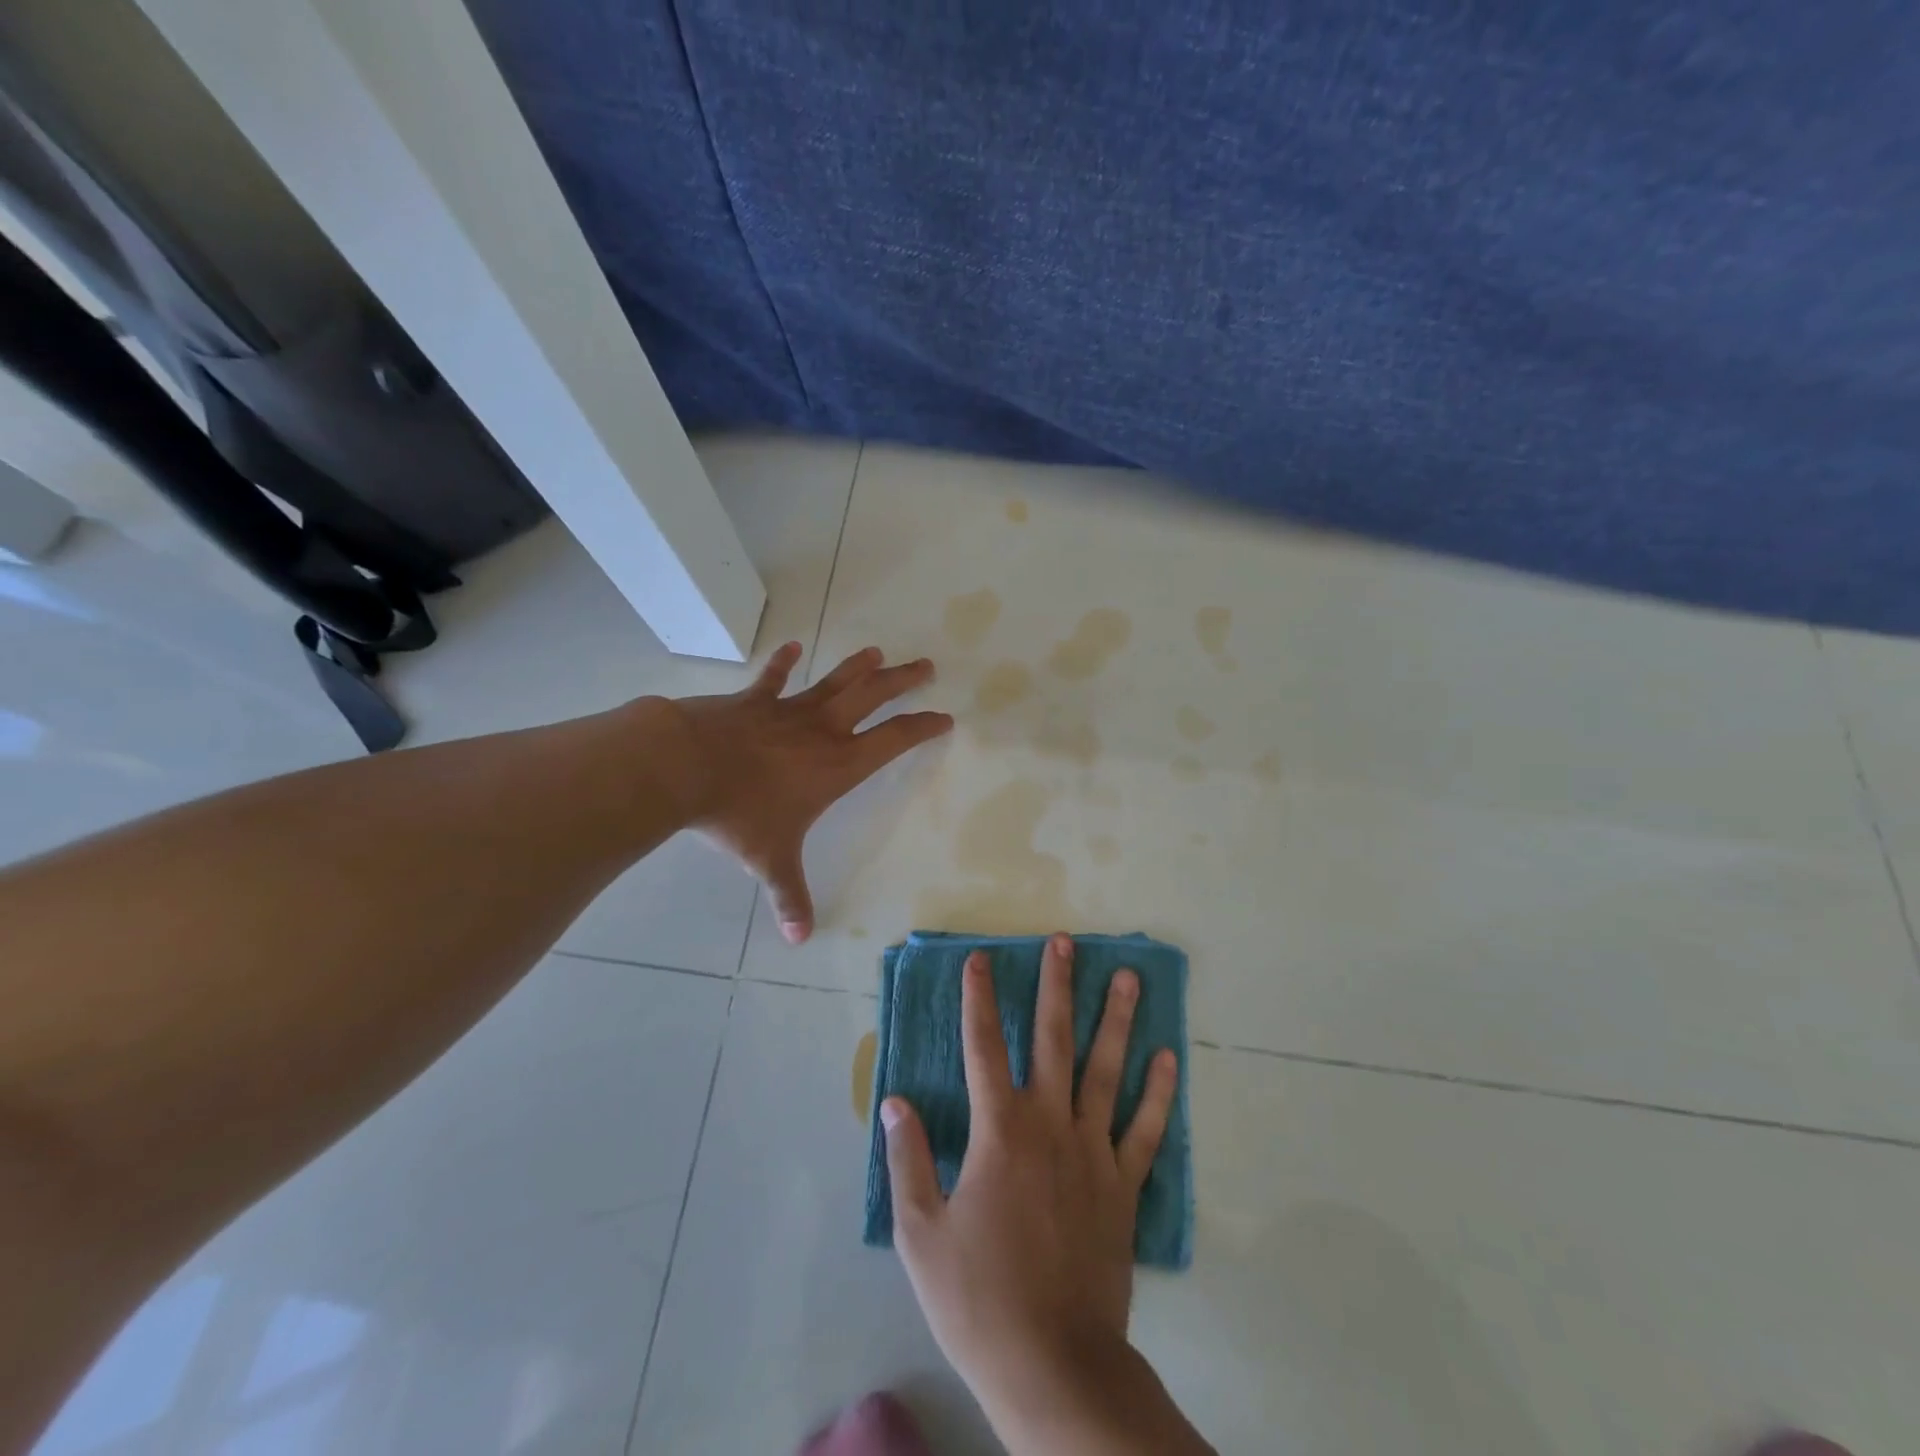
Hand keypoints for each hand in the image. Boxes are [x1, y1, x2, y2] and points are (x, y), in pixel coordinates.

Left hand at [663, 642, 950, 943]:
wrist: (686, 766)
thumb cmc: (740, 813)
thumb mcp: (770, 860)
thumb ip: (789, 896)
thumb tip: (800, 939)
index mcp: (838, 764)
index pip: (893, 741)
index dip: (922, 728)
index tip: (943, 717)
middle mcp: (822, 730)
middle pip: (873, 696)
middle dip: (902, 681)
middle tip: (926, 666)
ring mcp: (787, 709)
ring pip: (833, 681)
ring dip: (858, 666)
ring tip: (878, 651)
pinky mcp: (753, 701)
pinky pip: (773, 679)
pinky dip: (783, 663)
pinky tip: (792, 647)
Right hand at [881, 935, 1179, 1420]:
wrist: (1053, 1366)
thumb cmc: (978, 1298)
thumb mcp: (920, 1234)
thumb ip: (907, 1160)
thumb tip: (895, 1102)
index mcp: (999, 1131)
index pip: (982, 1047)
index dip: (979, 999)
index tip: (980, 959)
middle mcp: (1050, 1125)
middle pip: (1053, 1040)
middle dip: (1056, 986)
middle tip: (1065, 943)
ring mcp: (1093, 1152)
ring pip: (1106, 1071)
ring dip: (1117, 1021)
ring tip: (1128, 978)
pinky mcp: (1123, 1186)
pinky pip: (1146, 1130)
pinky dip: (1159, 1093)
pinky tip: (1169, 1058)